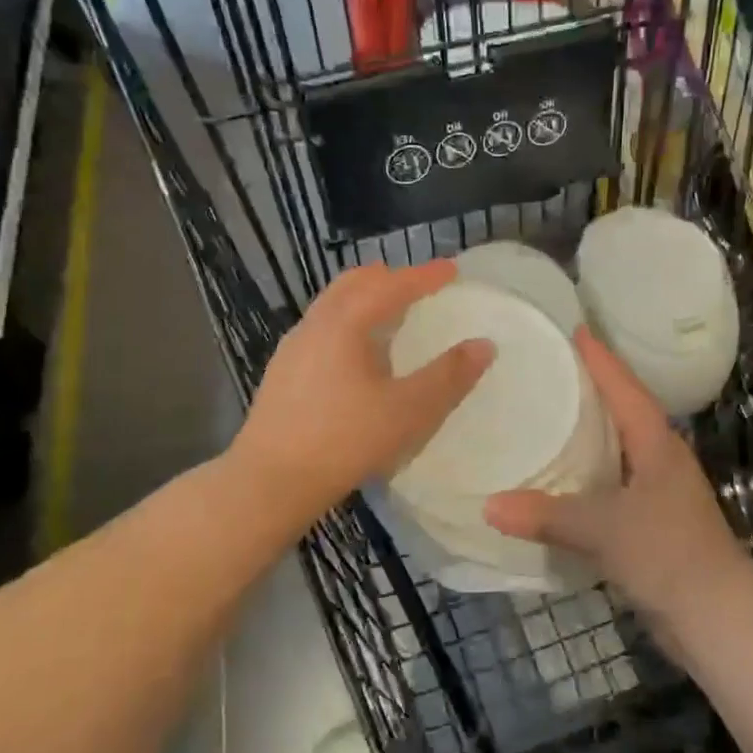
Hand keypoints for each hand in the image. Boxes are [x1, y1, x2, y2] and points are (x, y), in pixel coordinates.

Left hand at [232, 260, 492, 524]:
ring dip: (365, 298)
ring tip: (391, 313)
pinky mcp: (283, 372)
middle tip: (419, 285)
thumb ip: (448, 377)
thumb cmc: (344, 441)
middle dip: (389, 278)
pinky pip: (322, 328)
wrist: (269, 482)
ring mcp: (293, 348)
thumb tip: (483, 345)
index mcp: (344, 324)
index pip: (390, 286)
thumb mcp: (408, 411)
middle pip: (354, 284)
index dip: (424, 276)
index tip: (452, 269)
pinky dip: (349, 321)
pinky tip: (357, 354)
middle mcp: (315, 325)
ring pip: (333, 305)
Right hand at [484, 328, 749, 620]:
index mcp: (656, 444)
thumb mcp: (603, 529)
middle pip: (624, 411)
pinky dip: (589, 474)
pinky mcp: (654, 523)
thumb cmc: (667, 554)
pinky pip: (614, 483)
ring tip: (548, 416)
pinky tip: (562, 479)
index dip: (600, 359)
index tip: (575, 329)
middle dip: (592, 389)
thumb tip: (488, 506)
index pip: (624, 388)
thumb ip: (546, 514)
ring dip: (590, 432)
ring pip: (619, 449)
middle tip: (550, 368)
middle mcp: (661, 459)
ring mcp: (660, 492)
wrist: (717, 619)